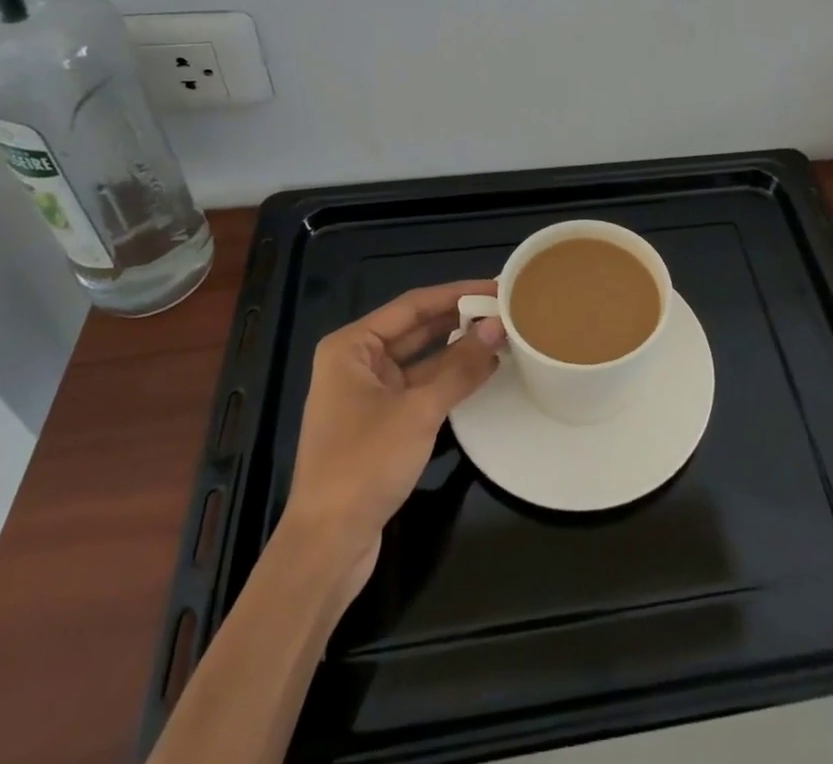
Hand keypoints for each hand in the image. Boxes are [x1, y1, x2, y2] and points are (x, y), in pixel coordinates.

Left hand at [271, 281, 505, 613]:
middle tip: (505, 309)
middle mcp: (356, 362)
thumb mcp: (418, 411)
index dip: (456, 293)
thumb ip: (460, 367)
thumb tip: (498, 329)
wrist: (326, 547)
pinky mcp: (379, 424)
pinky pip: (419, 388)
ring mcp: (367, 394)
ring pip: (421, 360)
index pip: (413, 305)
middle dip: (459, 321)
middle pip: (416, 329)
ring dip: (457, 351)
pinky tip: (482, 372)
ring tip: (502, 336)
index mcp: (352, 346)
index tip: (496, 286)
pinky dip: (448, 380)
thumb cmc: (364, 464)